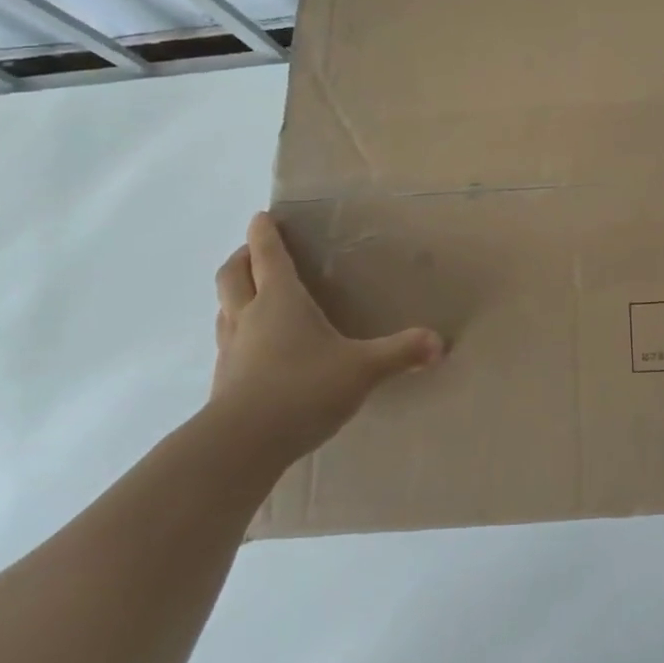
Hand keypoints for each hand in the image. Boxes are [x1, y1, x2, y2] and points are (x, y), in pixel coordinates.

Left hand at [211, 211, 442, 461]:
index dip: (264, 233)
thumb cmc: (303, 388)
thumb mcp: (362, 369)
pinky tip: (255, 349)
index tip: (262, 217)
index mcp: (280, 300)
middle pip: (232, 275)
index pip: (268, 255)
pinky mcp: (223, 381)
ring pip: (223, 308)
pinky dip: (236, 332)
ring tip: (250, 295)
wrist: (242, 445)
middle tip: (252, 251)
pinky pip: (227, 343)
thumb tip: (440, 343)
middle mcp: (249, 316)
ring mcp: (231, 349)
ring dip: (233, 295)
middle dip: (241, 257)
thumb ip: (401, 353)